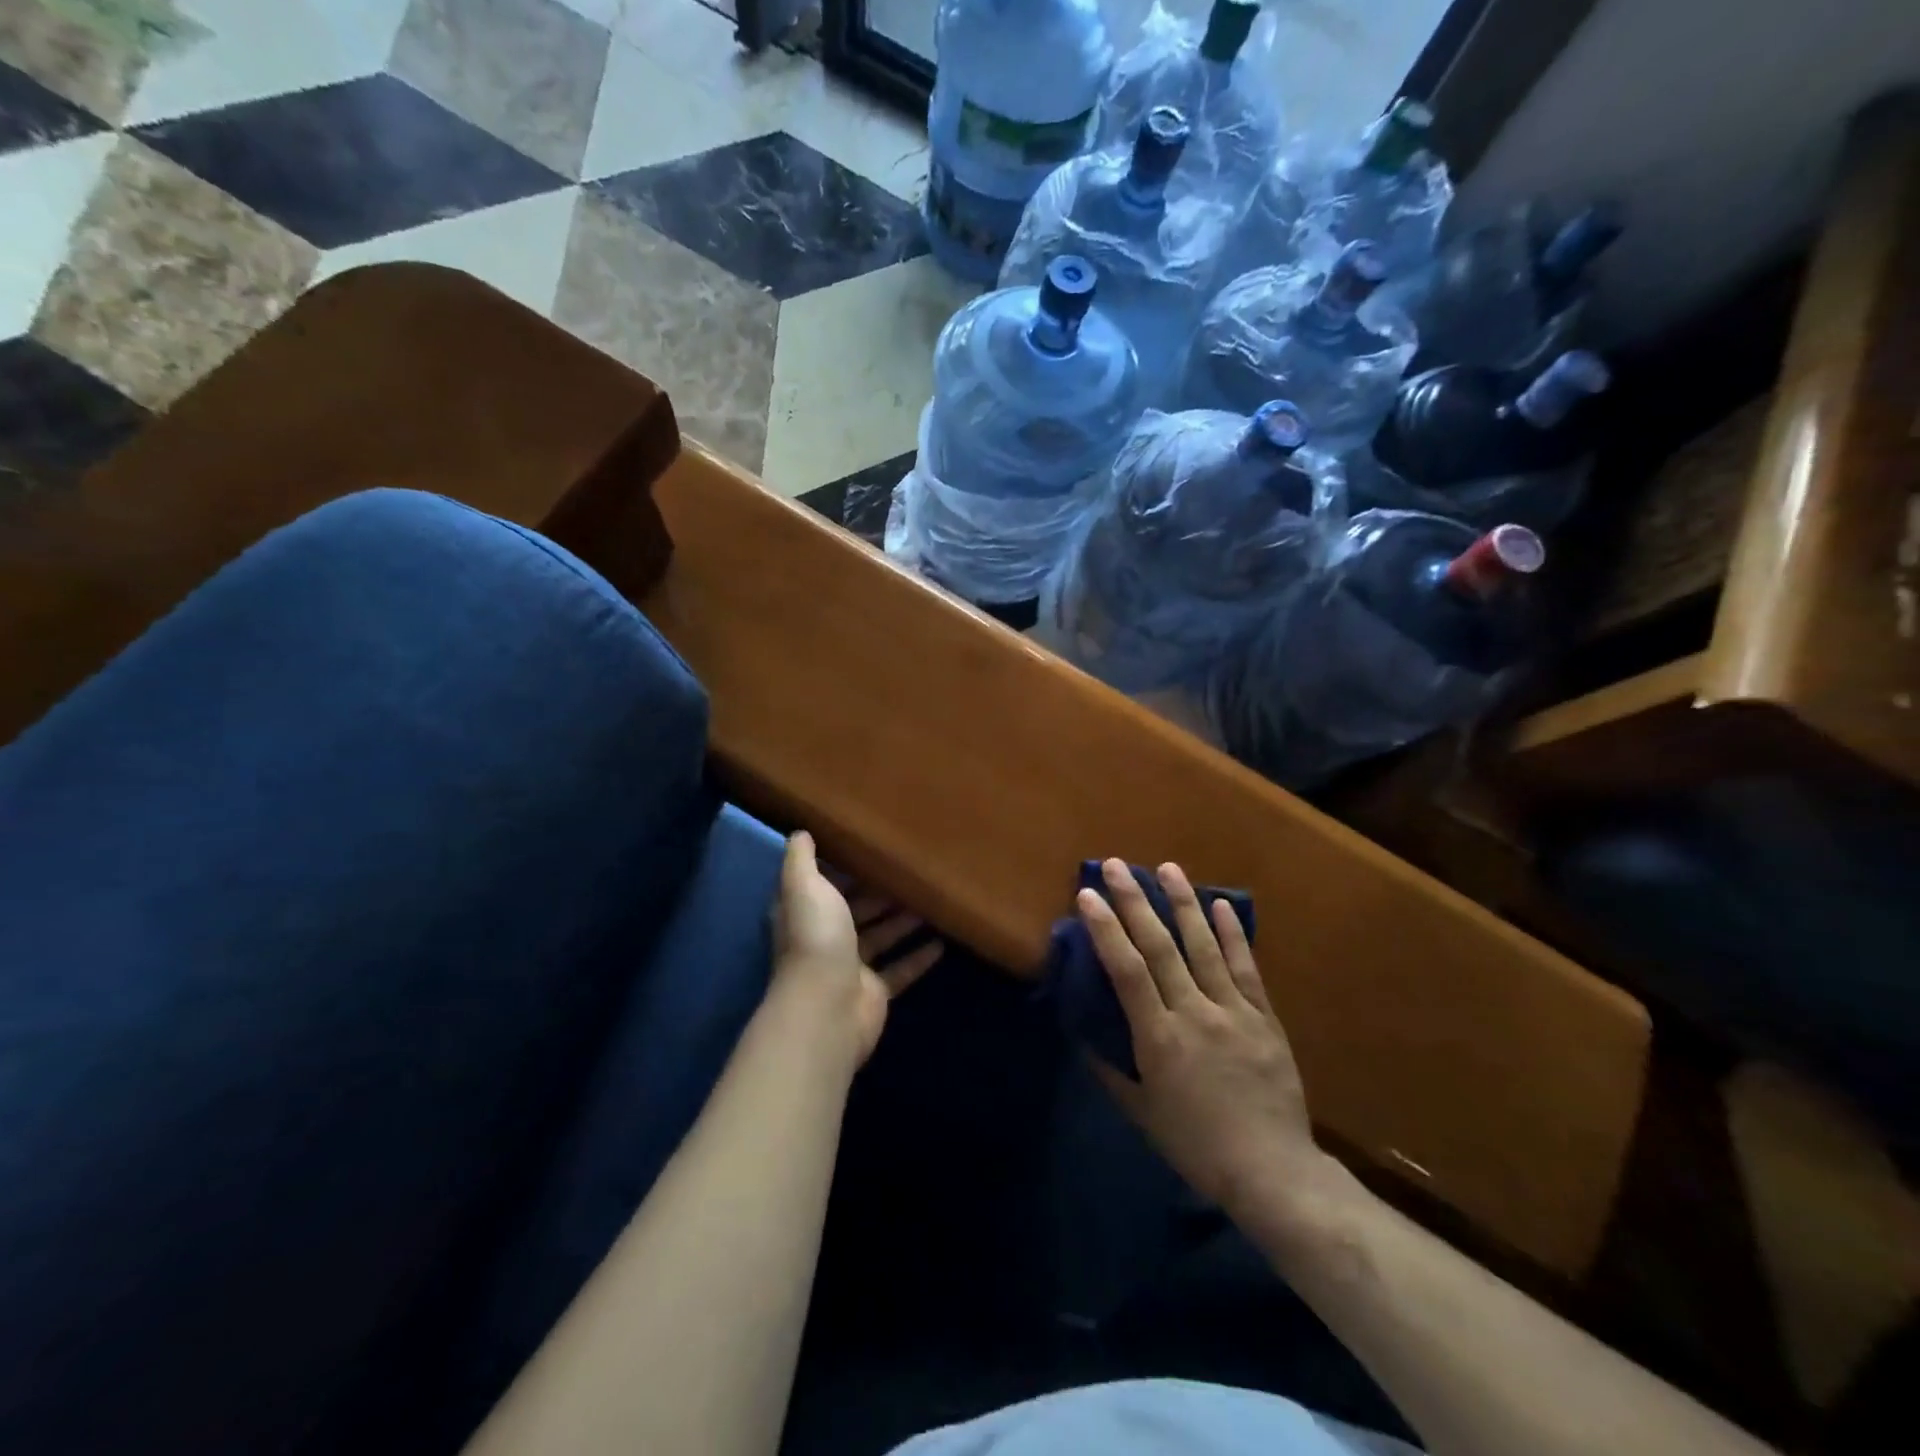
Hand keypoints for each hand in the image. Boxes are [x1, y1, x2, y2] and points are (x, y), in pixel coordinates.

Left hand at [772, 832, 942, 1064]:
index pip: (824, 886)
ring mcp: (851, 968)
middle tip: (913, 875)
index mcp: (806, 913)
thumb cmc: (816, 938)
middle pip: (856, 912)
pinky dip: (918, 958)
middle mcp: (825, 939)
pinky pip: (900, 970)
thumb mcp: (804, 886)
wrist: (828, 1007)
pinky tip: (941, 944)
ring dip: (902, 922)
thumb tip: (800, 833)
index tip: (872, 852)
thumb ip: (801, 860)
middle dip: (881, 895)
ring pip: (881, 938)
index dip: (844, 871)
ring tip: (931, 903)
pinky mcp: (875, 992)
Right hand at [1079, 857, 1323, 1220]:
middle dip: (1136, 902)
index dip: (1106, 929)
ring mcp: (1233, 1010)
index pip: (1126, 970)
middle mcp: (1194, 1012)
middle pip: (1160, 946)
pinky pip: (1246, 968)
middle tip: (1118, 865)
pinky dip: (1233, 935)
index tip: (1088, 895)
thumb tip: (1083, 1035)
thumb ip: (1110, 1070)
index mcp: (1159, 1037)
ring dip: (1184, 904)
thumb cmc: (1197, 1145)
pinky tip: (1222, 905)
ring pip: (1204, 946)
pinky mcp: (1263, 1017)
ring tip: (1168, 868)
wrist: (1273, 1171)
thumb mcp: (1142, 1113)